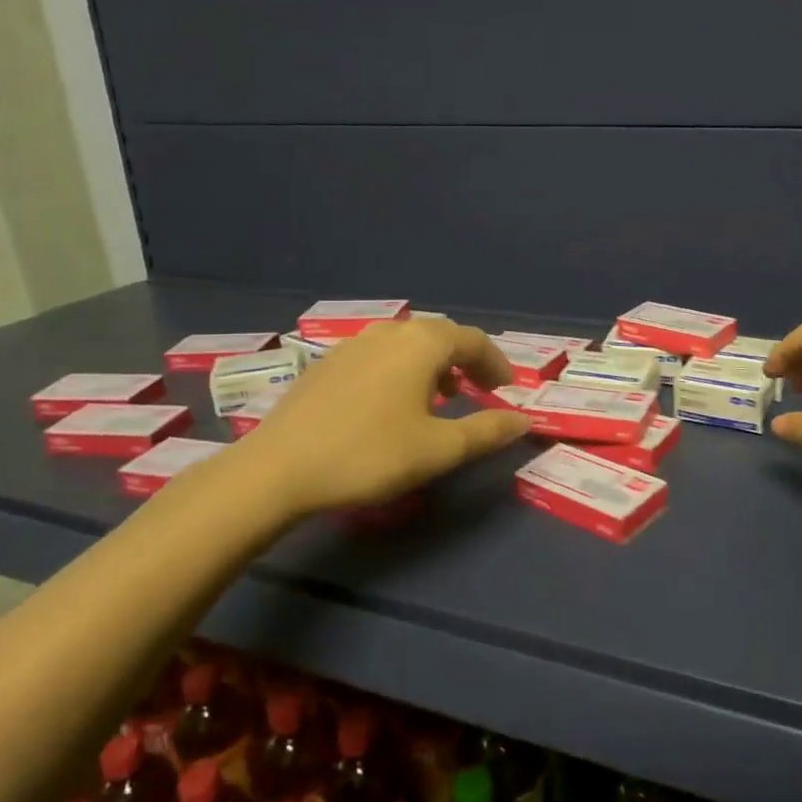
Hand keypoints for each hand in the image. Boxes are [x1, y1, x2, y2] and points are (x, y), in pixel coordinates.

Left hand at [233, 319, 530, 517]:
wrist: (278, 469)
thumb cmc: (370, 455)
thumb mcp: (439, 449)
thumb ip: (487, 431)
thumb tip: (524, 420)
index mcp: (421, 344)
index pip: (473, 340)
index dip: (496, 363)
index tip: (508, 390)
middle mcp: (389, 332)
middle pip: (440, 336)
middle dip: (466, 361)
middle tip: (480, 391)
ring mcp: (353, 344)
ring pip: (407, 344)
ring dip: (433, 365)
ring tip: (441, 398)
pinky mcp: (327, 363)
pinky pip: (379, 356)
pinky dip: (401, 371)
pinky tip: (392, 404)